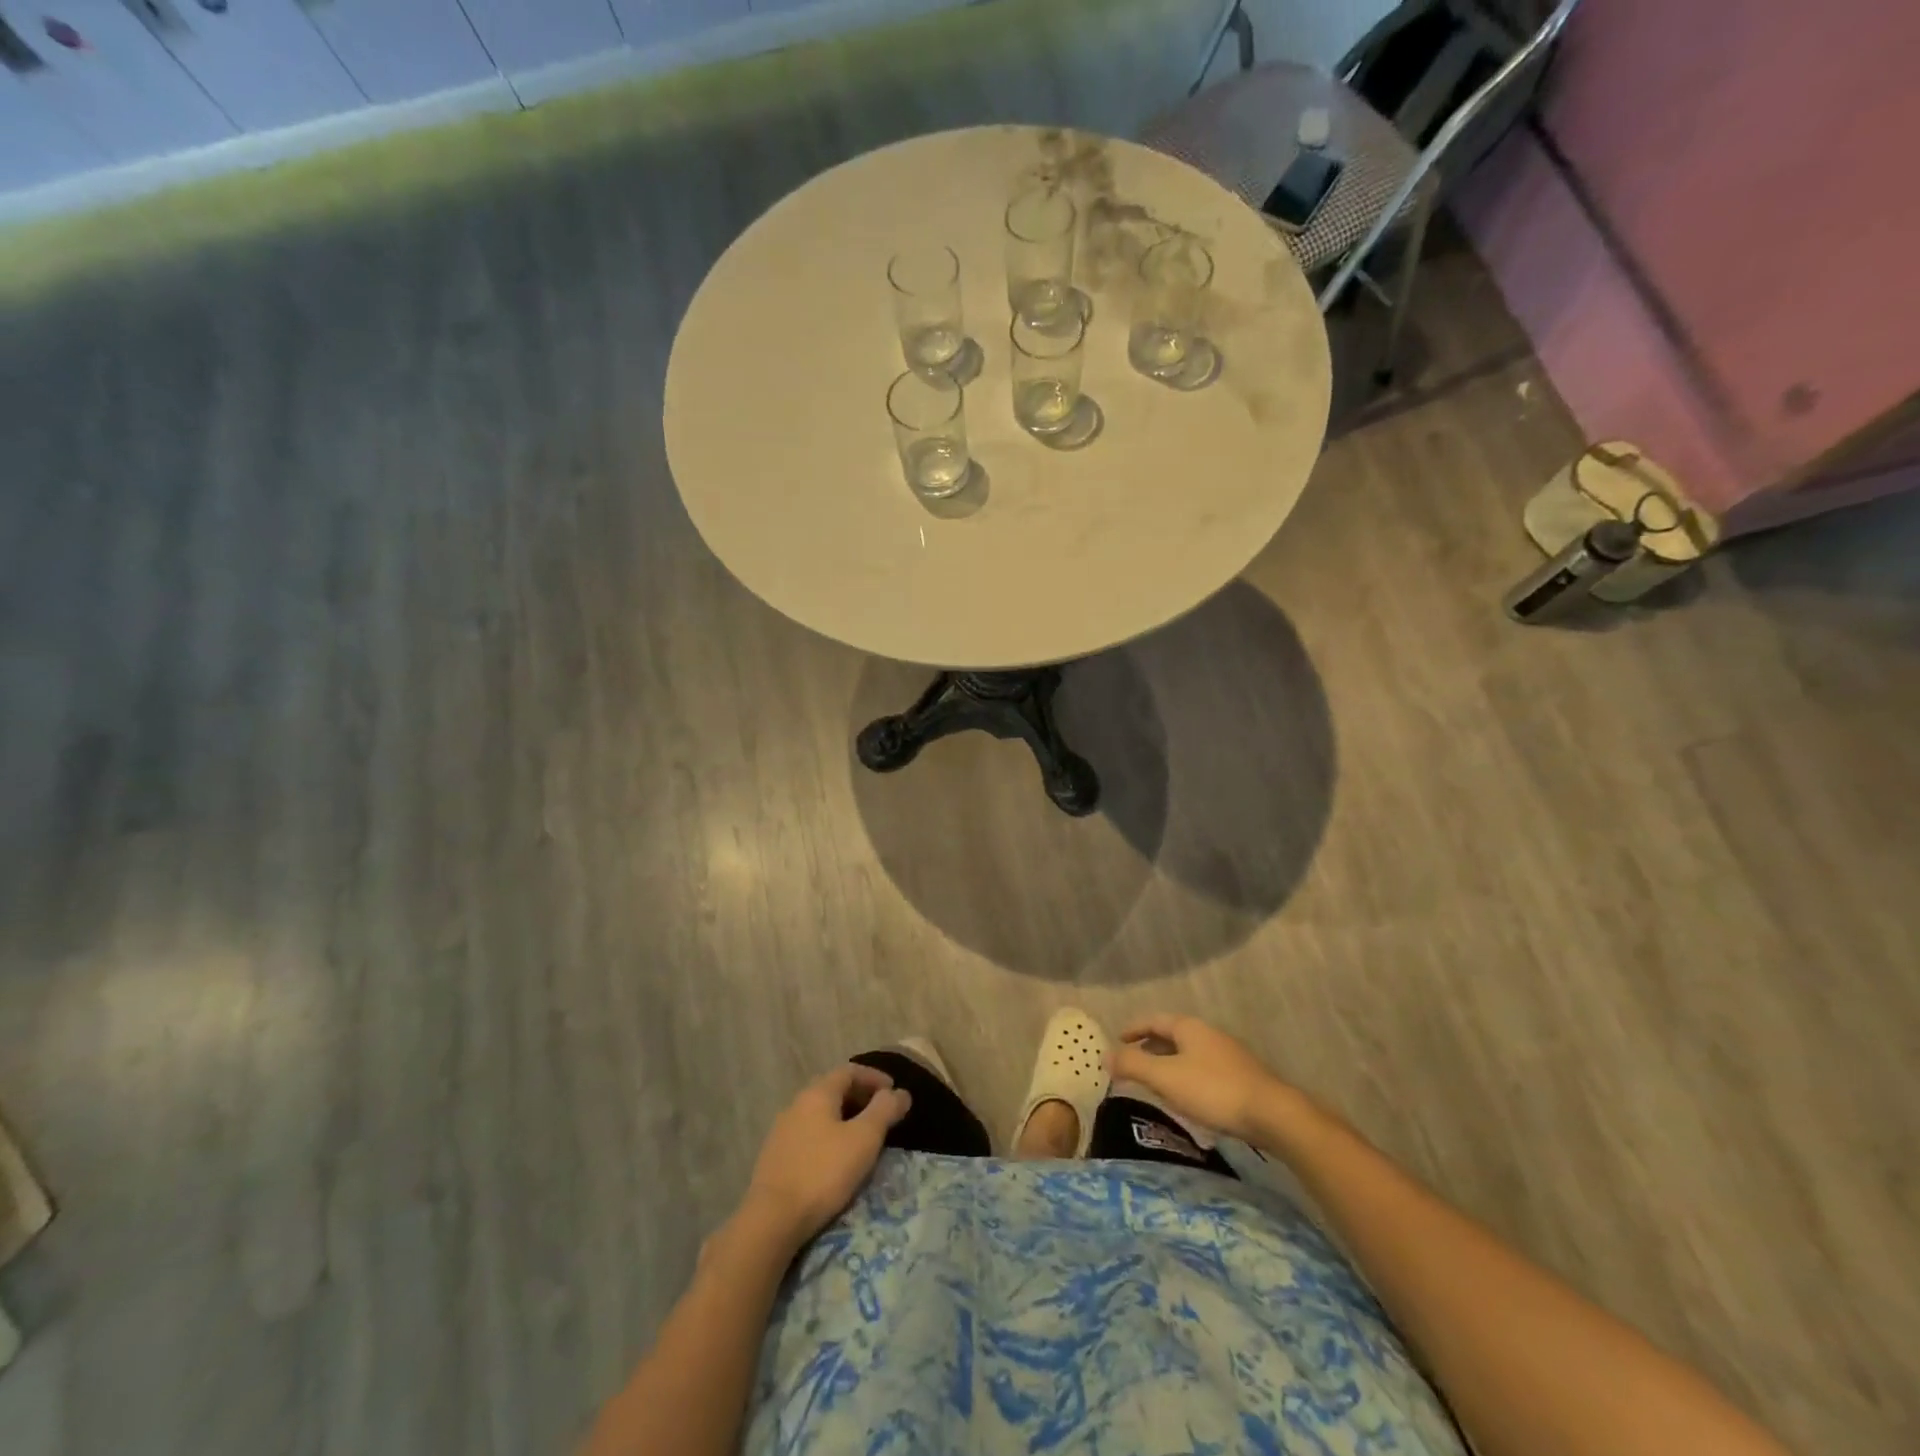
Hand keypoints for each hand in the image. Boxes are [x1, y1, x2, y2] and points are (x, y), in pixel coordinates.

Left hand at [742, 1064, 910, 1246]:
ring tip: (862, 1136)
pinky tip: (835, 1157)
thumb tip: (901, 1092)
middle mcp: (796, 1103)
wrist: (771, 1220)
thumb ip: (885, 1111)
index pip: (850, 1071)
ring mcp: (782, 1130)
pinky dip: (828, 1135)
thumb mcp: (864, 1139)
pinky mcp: (775, 1156)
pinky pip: (808, 1133)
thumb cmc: (823, 1172)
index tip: (893, 1091)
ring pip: (819, 1113)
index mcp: (817, 1093)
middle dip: (860, 1096)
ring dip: (844, 1117)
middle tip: (882, 1113)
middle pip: (833, 1089)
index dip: (874, 1077)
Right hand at [1110, 1013, 1300, 1143]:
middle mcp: (1209, 1034)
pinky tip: (1188, 1098)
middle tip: (1133, 1062)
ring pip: (1189, 1053)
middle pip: (1173, 1035)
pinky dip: (1187, 1076)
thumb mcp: (1165, 1078)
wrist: (1273, 1114)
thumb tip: (1104, 1055)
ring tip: (1156, 1082)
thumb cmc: (1213, 1090)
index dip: (1134, 1029)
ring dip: (1169, 1063)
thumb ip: (1133, 1065)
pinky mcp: (1242, 1077)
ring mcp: (1229, 1055)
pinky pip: (1204, 1069)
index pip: (1154, 1021)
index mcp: (1189, 1028)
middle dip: (1151, 1047)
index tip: (1118, 1039)